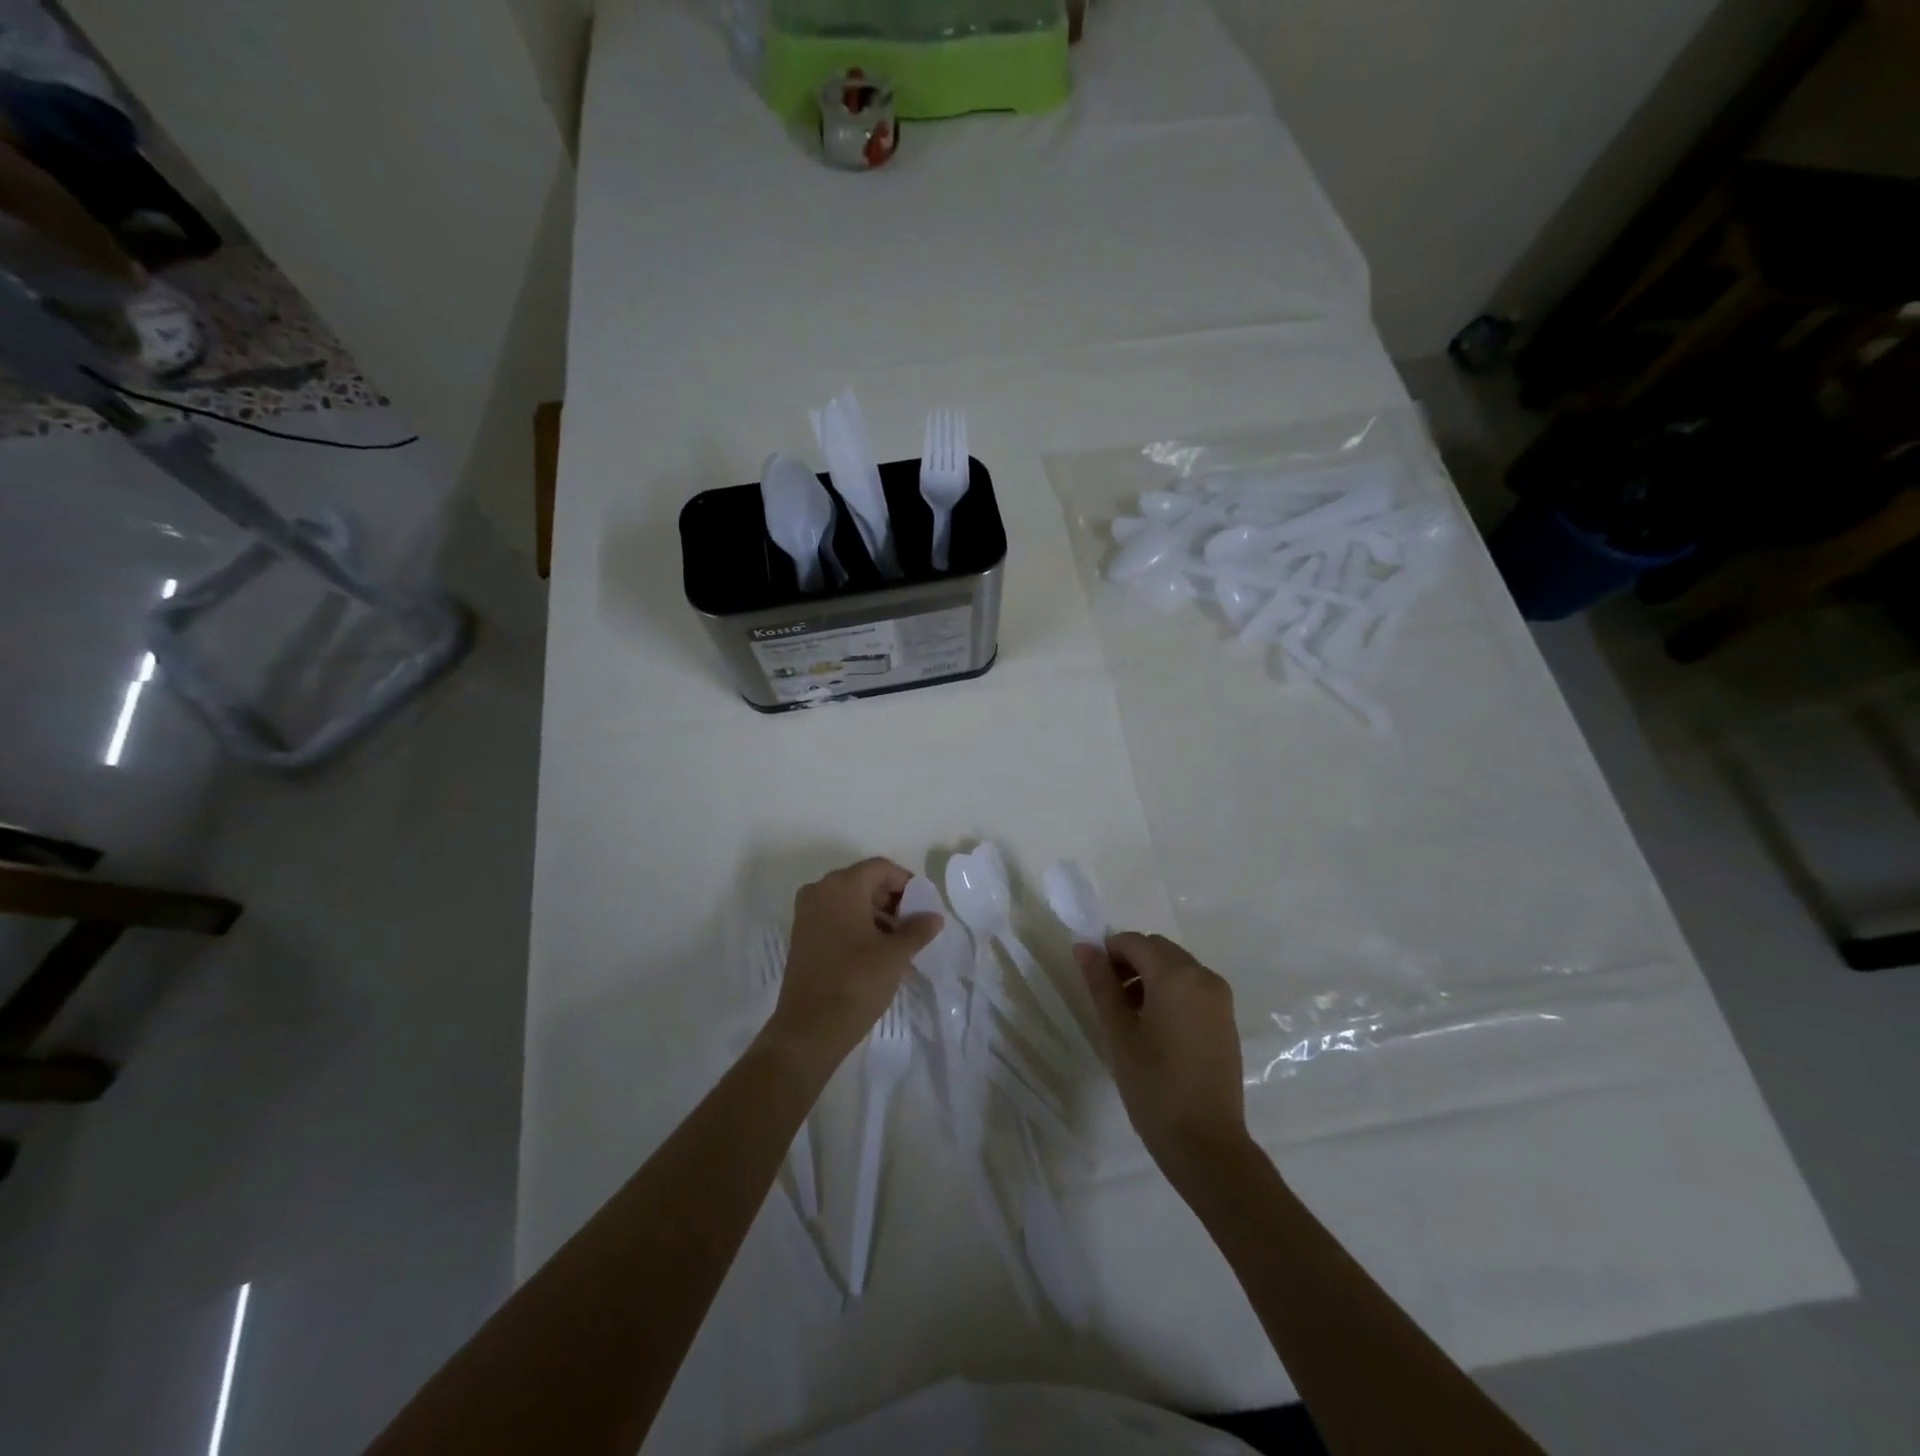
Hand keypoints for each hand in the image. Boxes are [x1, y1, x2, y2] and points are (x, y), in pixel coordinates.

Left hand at [769, 858, 941, 1064]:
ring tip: (897, 941)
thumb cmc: (856, 982)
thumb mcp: (895, 955)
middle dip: (891, 899)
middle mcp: (819, 890)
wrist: (809, 1029)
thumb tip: (933, 916)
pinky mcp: (801, 935)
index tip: (924, 905)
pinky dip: (856, 924)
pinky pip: (834, 916)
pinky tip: (874, 950)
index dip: (906, 882)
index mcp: (842, 886)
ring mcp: (806, 913)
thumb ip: (917, 929)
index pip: (881, 868)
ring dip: (875, 913)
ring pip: (849, 900)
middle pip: (863, 881)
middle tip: (913, 924)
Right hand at [1075, 932, 1249, 1174]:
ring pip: (1176, 967)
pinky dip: (1170, 991)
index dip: (1109, 952)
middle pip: (1158, 950)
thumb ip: (1101, 984)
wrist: (1206, 1143)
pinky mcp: (1226, 1018)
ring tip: (1128, 1014)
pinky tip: (1154, 1025)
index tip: (1093, 979)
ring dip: (1150, 975)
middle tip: (1108, 996)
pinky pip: (1193, 986)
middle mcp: (1203, 976)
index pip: (1134, 942)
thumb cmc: (1154, 1085)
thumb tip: (1084, 947)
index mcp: (1176, 975)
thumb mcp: (1119, 1032)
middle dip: (1130, 961)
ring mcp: (1219, 998)